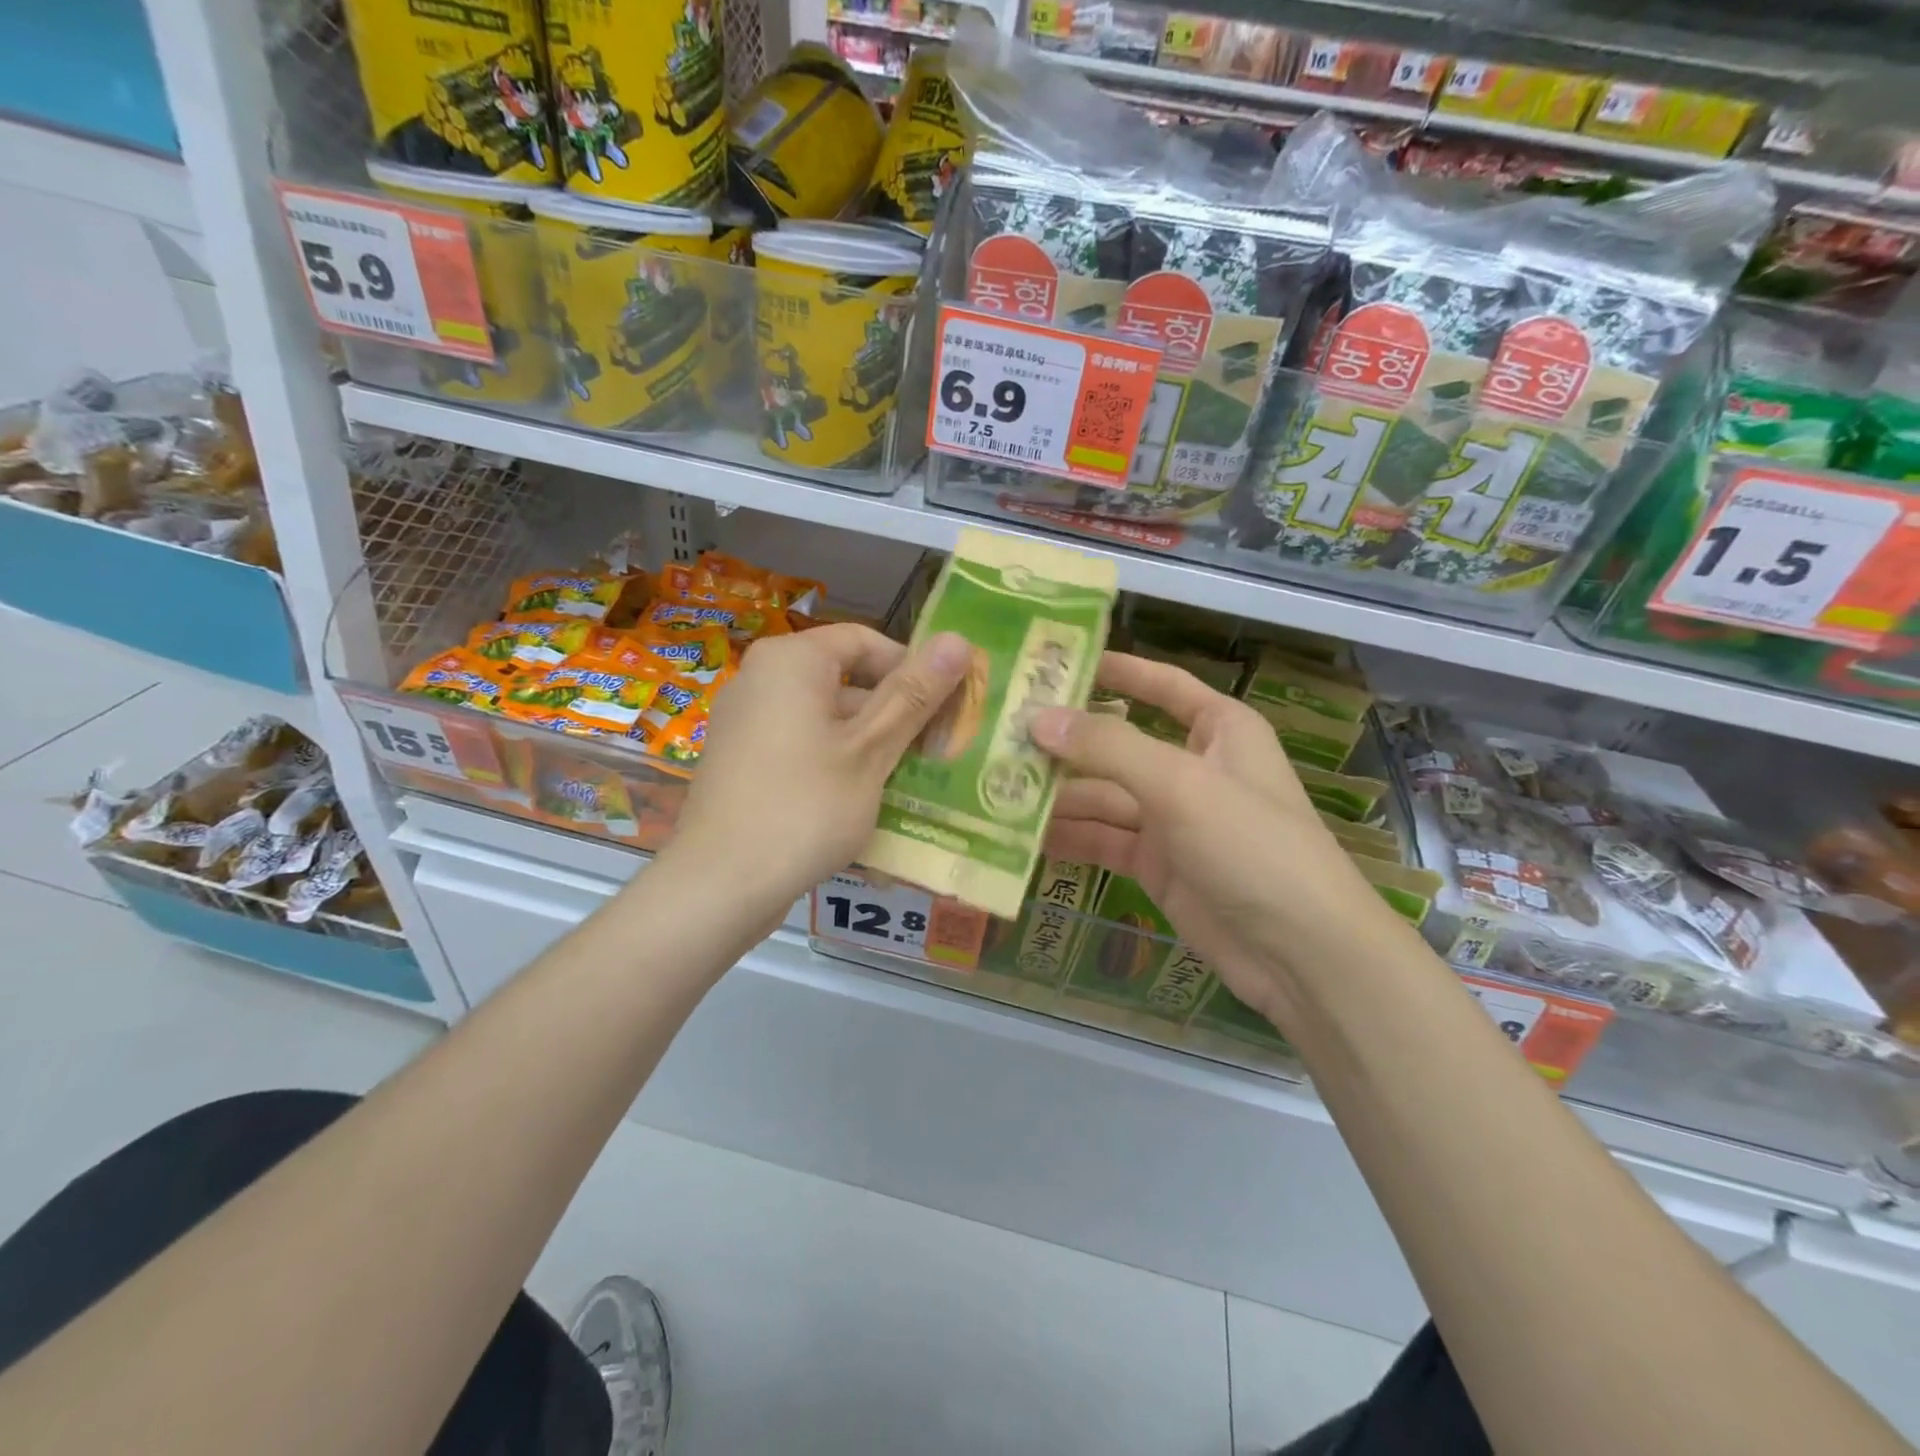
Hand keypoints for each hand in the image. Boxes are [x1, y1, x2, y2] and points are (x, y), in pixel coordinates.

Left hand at [659, 623, 973, 927]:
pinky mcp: (742, 761)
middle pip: (844, 678)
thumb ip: (914, 694)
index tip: (945, 709)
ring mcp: (746, 722)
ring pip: (825, 716)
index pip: (866, 641)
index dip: (912, 669)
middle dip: (894, 712)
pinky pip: (801, 744)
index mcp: (791, 661)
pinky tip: (864, 799)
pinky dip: (836, 760)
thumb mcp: (871, 751)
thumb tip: (958, 639)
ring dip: (870, 742)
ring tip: (908, 780)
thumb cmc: (804, 808)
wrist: (719, 886)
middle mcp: (761, 679)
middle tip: (935, 751)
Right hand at [1032, 652, 1386, 1024]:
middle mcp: (1192, 767)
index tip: (1054, 663)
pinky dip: (1068, 838)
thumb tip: (1037, 719)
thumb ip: (1107, 747)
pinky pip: (1103, 840)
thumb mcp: (1180, 785)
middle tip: (997, 736)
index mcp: (1218, 730)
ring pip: (1103, 796)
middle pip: (1118, 744)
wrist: (1300, 954)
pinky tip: (1019, 836)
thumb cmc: (1251, 846)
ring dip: (1056, 795)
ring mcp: (1172, 820)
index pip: (1160, 685)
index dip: (1113, 670)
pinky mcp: (1156, 866)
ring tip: (993, 787)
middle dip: (1064, 743)